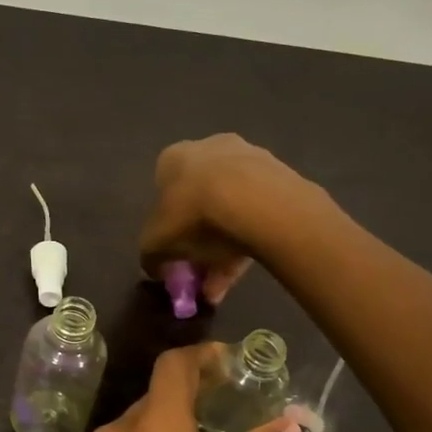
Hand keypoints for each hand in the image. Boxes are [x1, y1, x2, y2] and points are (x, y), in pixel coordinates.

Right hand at [138, 135, 314, 303]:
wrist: (256, 201)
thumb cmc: (194, 214)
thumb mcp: (157, 243)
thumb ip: (151, 256)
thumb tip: (155, 267)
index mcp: (173, 157)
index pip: (164, 191)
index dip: (167, 224)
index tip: (174, 249)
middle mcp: (209, 148)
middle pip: (200, 199)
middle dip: (198, 239)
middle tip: (200, 269)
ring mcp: (249, 158)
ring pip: (231, 209)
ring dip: (224, 245)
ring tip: (222, 282)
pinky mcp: (280, 176)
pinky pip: (258, 213)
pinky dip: (249, 240)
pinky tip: (244, 269)